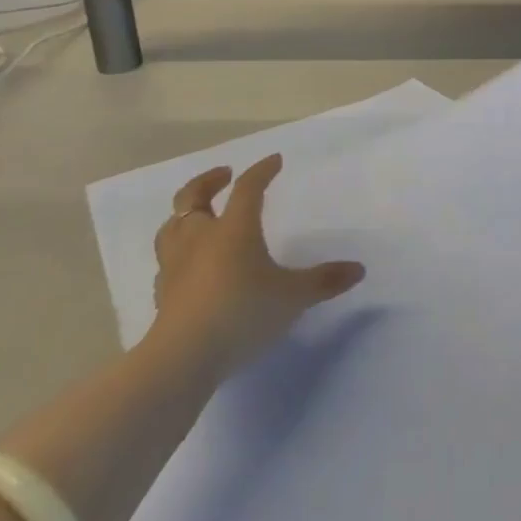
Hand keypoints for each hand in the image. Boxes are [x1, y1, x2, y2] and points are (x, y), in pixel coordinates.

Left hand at [148, 156, 364, 377]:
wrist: (183, 358)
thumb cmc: (242, 313)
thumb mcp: (293, 297)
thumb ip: (323, 281)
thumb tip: (358, 269)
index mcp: (234, 228)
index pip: (248, 187)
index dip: (261, 171)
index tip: (274, 161)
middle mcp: (201, 237)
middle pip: (193, 197)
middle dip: (208, 181)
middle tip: (224, 175)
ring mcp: (176, 265)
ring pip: (172, 226)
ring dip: (185, 214)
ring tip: (198, 214)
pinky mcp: (162, 293)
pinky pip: (166, 261)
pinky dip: (177, 253)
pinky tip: (186, 264)